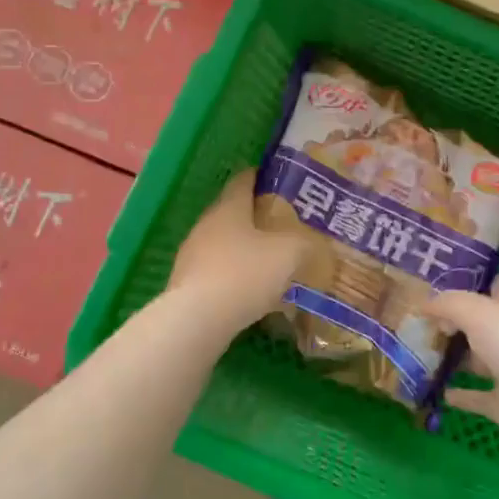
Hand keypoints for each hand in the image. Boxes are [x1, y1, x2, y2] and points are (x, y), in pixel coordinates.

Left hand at [168, 172, 304, 335]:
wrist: (197, 320)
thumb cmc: (245, 274)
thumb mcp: (289, 253)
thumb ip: (304, 242)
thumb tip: (310, 242)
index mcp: (229, 207)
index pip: (244, 180)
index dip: (263, 177)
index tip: (282, 183)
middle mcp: (207, 224)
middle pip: (233, 212)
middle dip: (258, 217)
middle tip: (286, 225)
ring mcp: (192, 254)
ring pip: (225, 243)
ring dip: (246, 248)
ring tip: (272, 260)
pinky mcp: (187, 283)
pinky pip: (218, 270)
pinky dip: (235, 274)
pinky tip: (252, 291)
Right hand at [427, 278, 498, 455]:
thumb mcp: (481, 312)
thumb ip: (450, 304)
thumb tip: (424, 304)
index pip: (493, 287)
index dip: (467, 283)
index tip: (434, 284)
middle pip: (479, 325)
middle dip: (450, 323)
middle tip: (413, 322)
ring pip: (475, 361)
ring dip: (451, 358)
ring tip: (415, 354)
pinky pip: (476, 397)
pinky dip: (458, 394)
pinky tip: (434, 390)